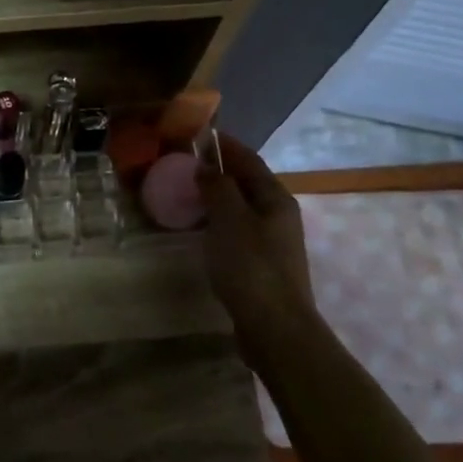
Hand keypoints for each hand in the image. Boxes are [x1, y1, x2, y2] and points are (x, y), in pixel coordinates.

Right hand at [198, 133, 317, 328]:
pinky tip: (200, 229)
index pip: (249, 160)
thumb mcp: (230, 220)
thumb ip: (218, 188)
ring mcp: (272, 242)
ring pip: (241, 208)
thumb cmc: (251, 267)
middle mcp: (278, 215)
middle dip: (219, 169)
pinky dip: (218, 221)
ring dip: (217, 196)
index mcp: (275, 199)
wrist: (274, 327)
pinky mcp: (261, 265)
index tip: (198, 133)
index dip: (225, 145)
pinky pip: (236, 230)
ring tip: (186, 192)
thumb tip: (206, 166)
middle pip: (247, 183)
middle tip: (184, 163)